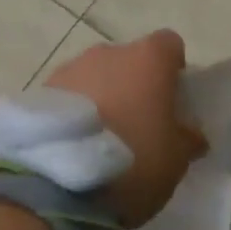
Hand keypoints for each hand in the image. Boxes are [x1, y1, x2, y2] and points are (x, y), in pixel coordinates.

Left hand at [45, 31, 206, 227]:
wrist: (57, 183)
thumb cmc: (133, 161)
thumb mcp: (176, 159)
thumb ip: (187, 138)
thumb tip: (191, 133)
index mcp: (148, 59)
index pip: (169, 46)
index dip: (174, 70)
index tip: (173, 100)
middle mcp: (108, 53)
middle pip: (129, 61)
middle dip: (135, 86)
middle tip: (139, 124)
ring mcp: (69, 69)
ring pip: (96, 77)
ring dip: (103, 98)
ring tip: (101, 139)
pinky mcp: (39, 92)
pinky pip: (68, 97)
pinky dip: (75, 113)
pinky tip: (75, 146)